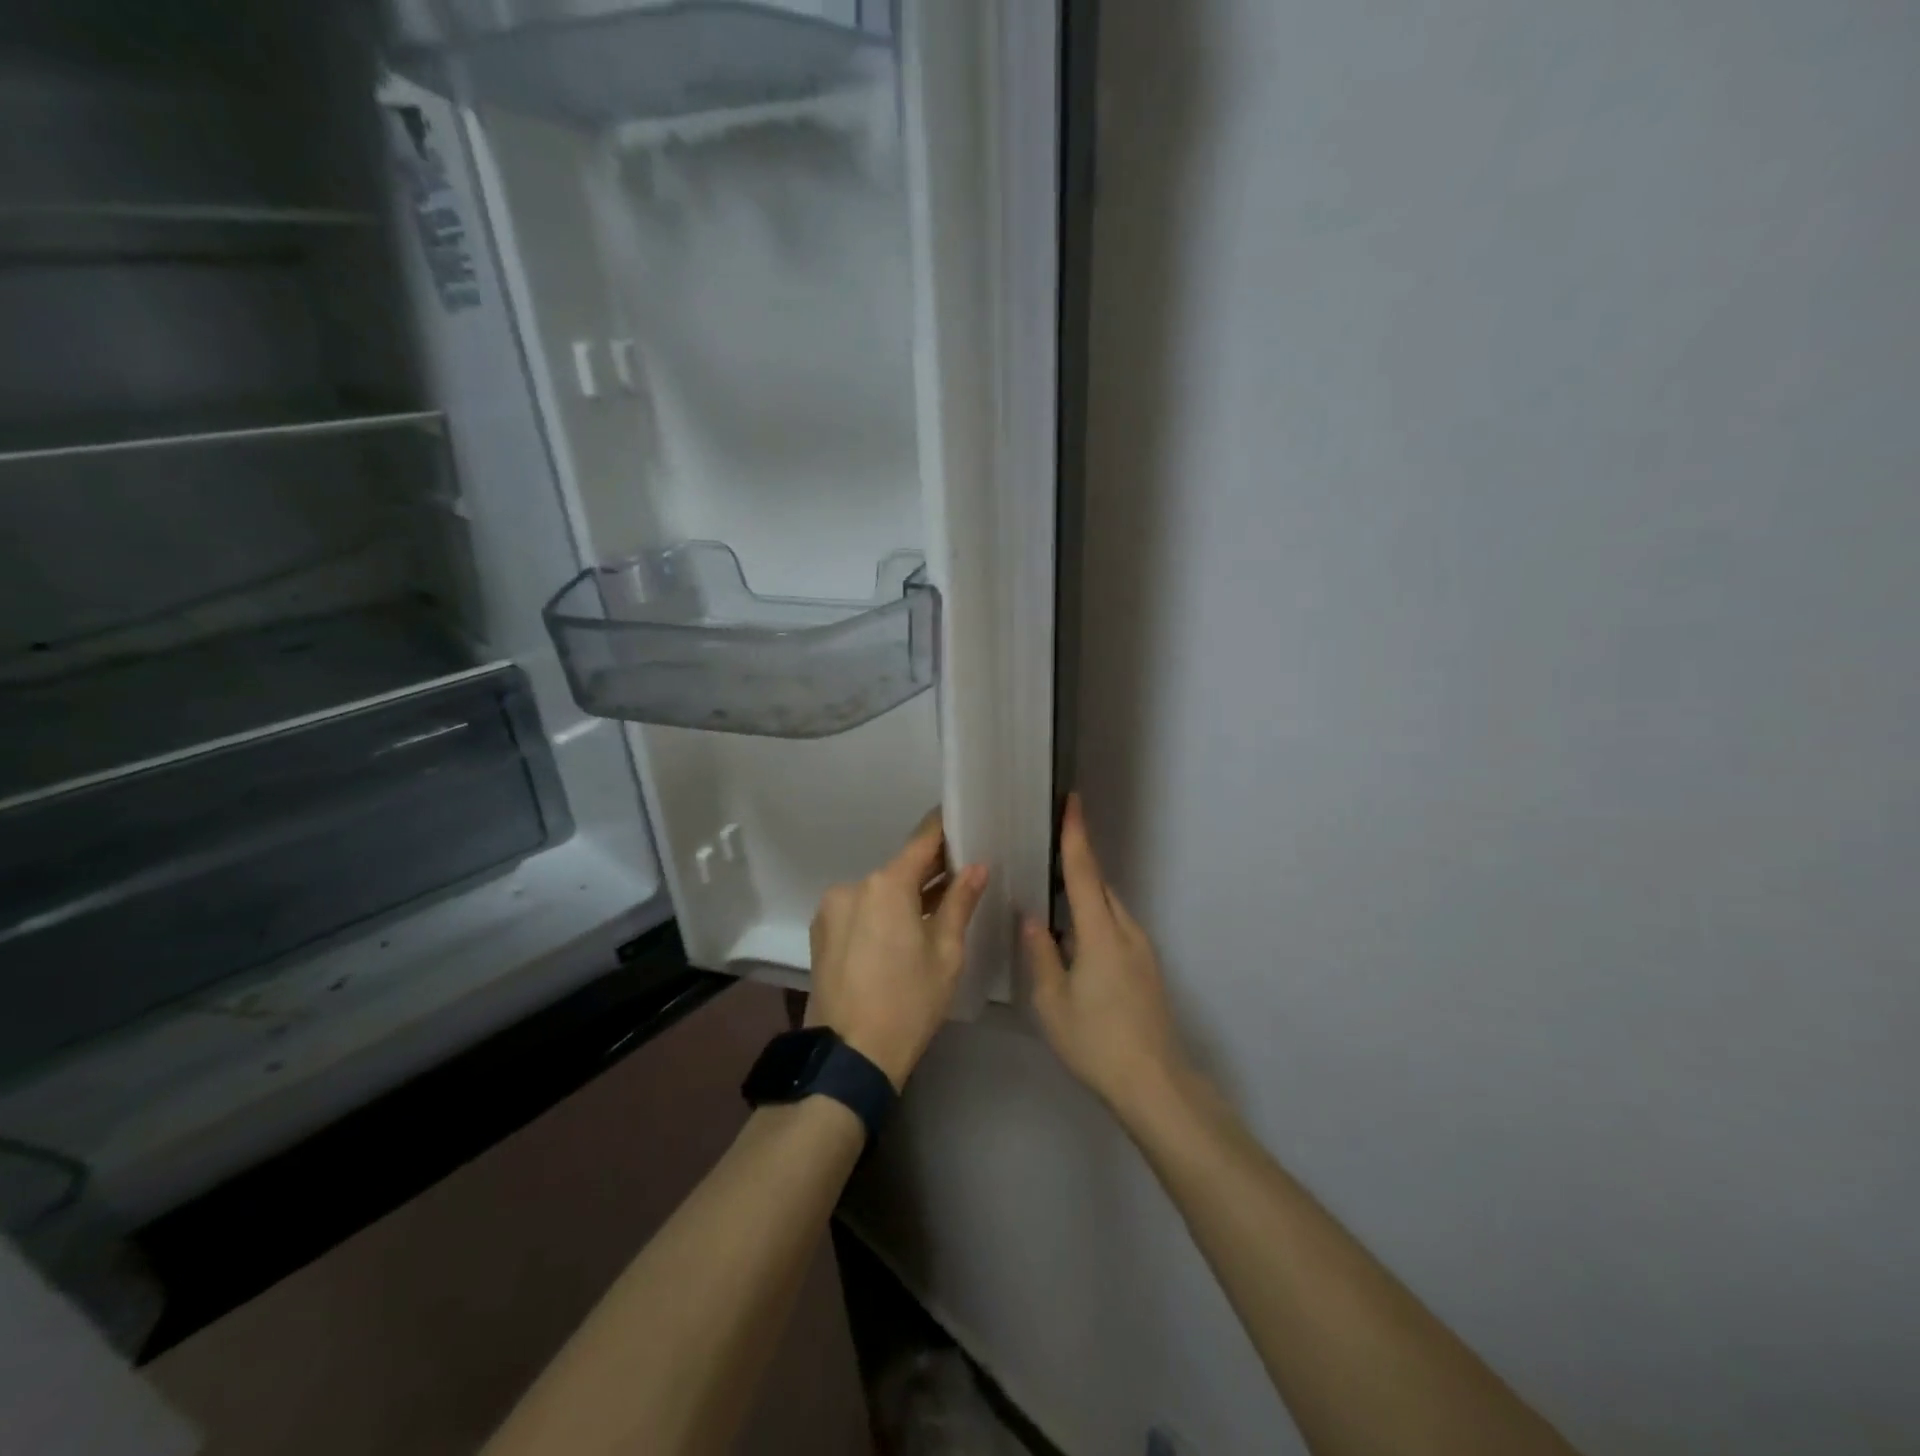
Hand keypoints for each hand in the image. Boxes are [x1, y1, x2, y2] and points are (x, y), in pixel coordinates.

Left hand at [805, 812, 988, 1089]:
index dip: (944, 828)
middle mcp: (853, 886)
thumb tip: (977, 867)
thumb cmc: (909, 1002)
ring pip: (878, 891)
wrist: (849, 1056)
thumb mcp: (946, 953)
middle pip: (899, 868)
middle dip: (930, 870)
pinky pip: (860, 910)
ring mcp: (832, 909)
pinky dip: (882, 912)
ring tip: (935, 908)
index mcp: (886, 885)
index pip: (922, 841)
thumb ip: (960, 902)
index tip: (963, 820)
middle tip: (962, 872)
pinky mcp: (821, 932)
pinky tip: (901, 932)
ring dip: (905, 895)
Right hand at [1024, 794, 1190, 1118]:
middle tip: (1045, 850)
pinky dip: (1094, 919)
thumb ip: (1041, 953)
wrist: (1155, 1084)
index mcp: (1101, 933)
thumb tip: (1032, 918)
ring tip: (1052, 896)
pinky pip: (1115, 928)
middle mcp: (1126, 932)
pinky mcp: (1146, 968)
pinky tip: (1073, 939)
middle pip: (1099, 886)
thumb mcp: (1052, 1002)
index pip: (1085, 872)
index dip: (1077, 835)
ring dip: (1084, 896)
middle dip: (1077, 863)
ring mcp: (1141, 950)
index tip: (1072, 801)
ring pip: (1108, 908)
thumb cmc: (1097, 1042)